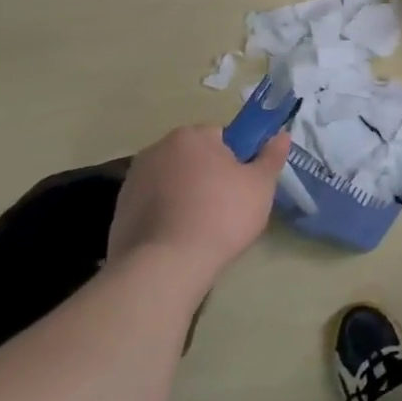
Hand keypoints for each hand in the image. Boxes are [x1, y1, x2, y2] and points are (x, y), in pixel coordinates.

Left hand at [108, 125, 289, 277]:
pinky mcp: (120, 210)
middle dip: (210, 175)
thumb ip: (271, 157)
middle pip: (194, 156)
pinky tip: (178, 239)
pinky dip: (166, 215)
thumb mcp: (260, 186)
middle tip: (228, 206)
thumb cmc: (221, 216)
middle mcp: (157, 149)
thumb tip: (281, 135)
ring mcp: (133, 180)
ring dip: (186, 194)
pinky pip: (154, 204)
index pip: (222, 136)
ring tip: (201, 227)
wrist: (164, 266)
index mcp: (191, 136)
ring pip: (173, 180)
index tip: (244, 183)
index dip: (238, 158)